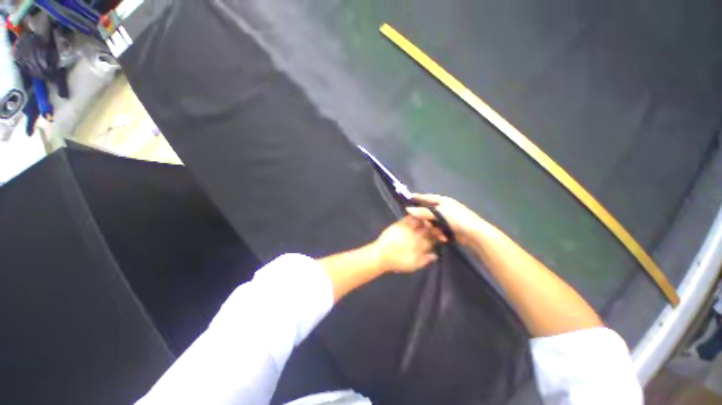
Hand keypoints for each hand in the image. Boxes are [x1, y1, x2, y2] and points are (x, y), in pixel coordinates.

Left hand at [372, 216, 439, 272]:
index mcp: (420, 246)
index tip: (442, 234)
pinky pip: (408, 218)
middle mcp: (416, 236)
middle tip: (437, 224)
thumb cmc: (397, 262)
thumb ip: (425, 260)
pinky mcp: (399, 224)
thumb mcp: (413, 266)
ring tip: (429, 218)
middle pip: (428, 229)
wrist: (381, 255)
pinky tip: (416, 214)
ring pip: (420, 221)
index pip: (433, 239)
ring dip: (426, 219)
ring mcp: (407, 229)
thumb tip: (436, 255)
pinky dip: (413, 216)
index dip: (439, 236)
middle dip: (434, 226)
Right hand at [406, 194, 485, 245]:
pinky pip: (437, 228)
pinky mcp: (447, 227)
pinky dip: (437, 232)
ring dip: (431, 227)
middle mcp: (443, 208)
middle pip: (427, 211)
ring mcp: (445, 218)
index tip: (406, 199)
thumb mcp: (439, 213)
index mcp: (442, 201)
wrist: (474, 233)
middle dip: (423, 218)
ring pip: (431, 221)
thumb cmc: (457, 219)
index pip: (426, 197)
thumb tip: (408, 209)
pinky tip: (440, 236)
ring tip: (434, 232)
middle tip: (418, 223)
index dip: (416, 197)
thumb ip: (423, 212)